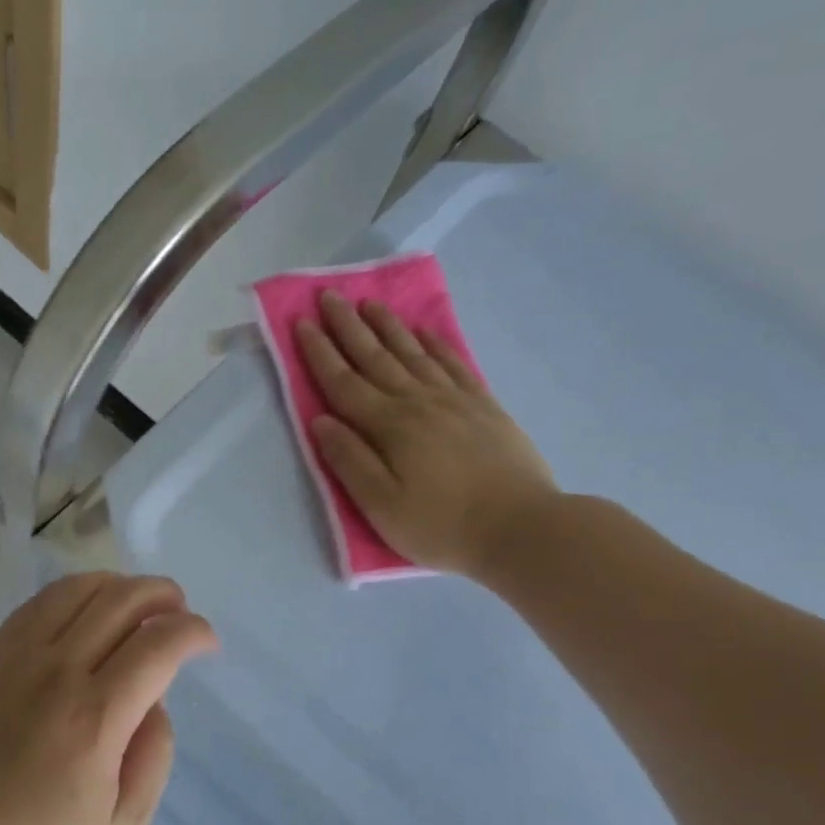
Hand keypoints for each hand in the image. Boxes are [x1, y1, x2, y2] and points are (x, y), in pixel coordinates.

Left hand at [0, 573, 218, 824]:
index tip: (206, 642)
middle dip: (164, 596)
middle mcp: (58, 671)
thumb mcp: (126, 823)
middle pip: (122, 601)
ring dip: (122, 586)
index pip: (158, 645)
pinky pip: (43, 601)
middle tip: (179, 612)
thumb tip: (156, 698)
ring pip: (81, 589)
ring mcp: (19, 654)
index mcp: (96, 717)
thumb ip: (156, 754)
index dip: (193, 632)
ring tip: (139, 605)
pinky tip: (91, 610)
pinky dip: (79, 593)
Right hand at [295, 291, 558, 581]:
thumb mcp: (382, 505)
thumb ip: (349, 461)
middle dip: (349, 327)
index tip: (303, 322)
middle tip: (330, 296)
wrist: (522, 528)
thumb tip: (321, 421)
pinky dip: (436, 344)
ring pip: (414, 353)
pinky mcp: (484, 407)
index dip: (321, 352)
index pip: (344, 382)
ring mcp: (455, 401)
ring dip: (388, 327)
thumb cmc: (442, 525)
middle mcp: (419, 402)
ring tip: (370, 304)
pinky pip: (454, 364)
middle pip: (376, 358)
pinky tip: (425, 332)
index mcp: (389, 426)